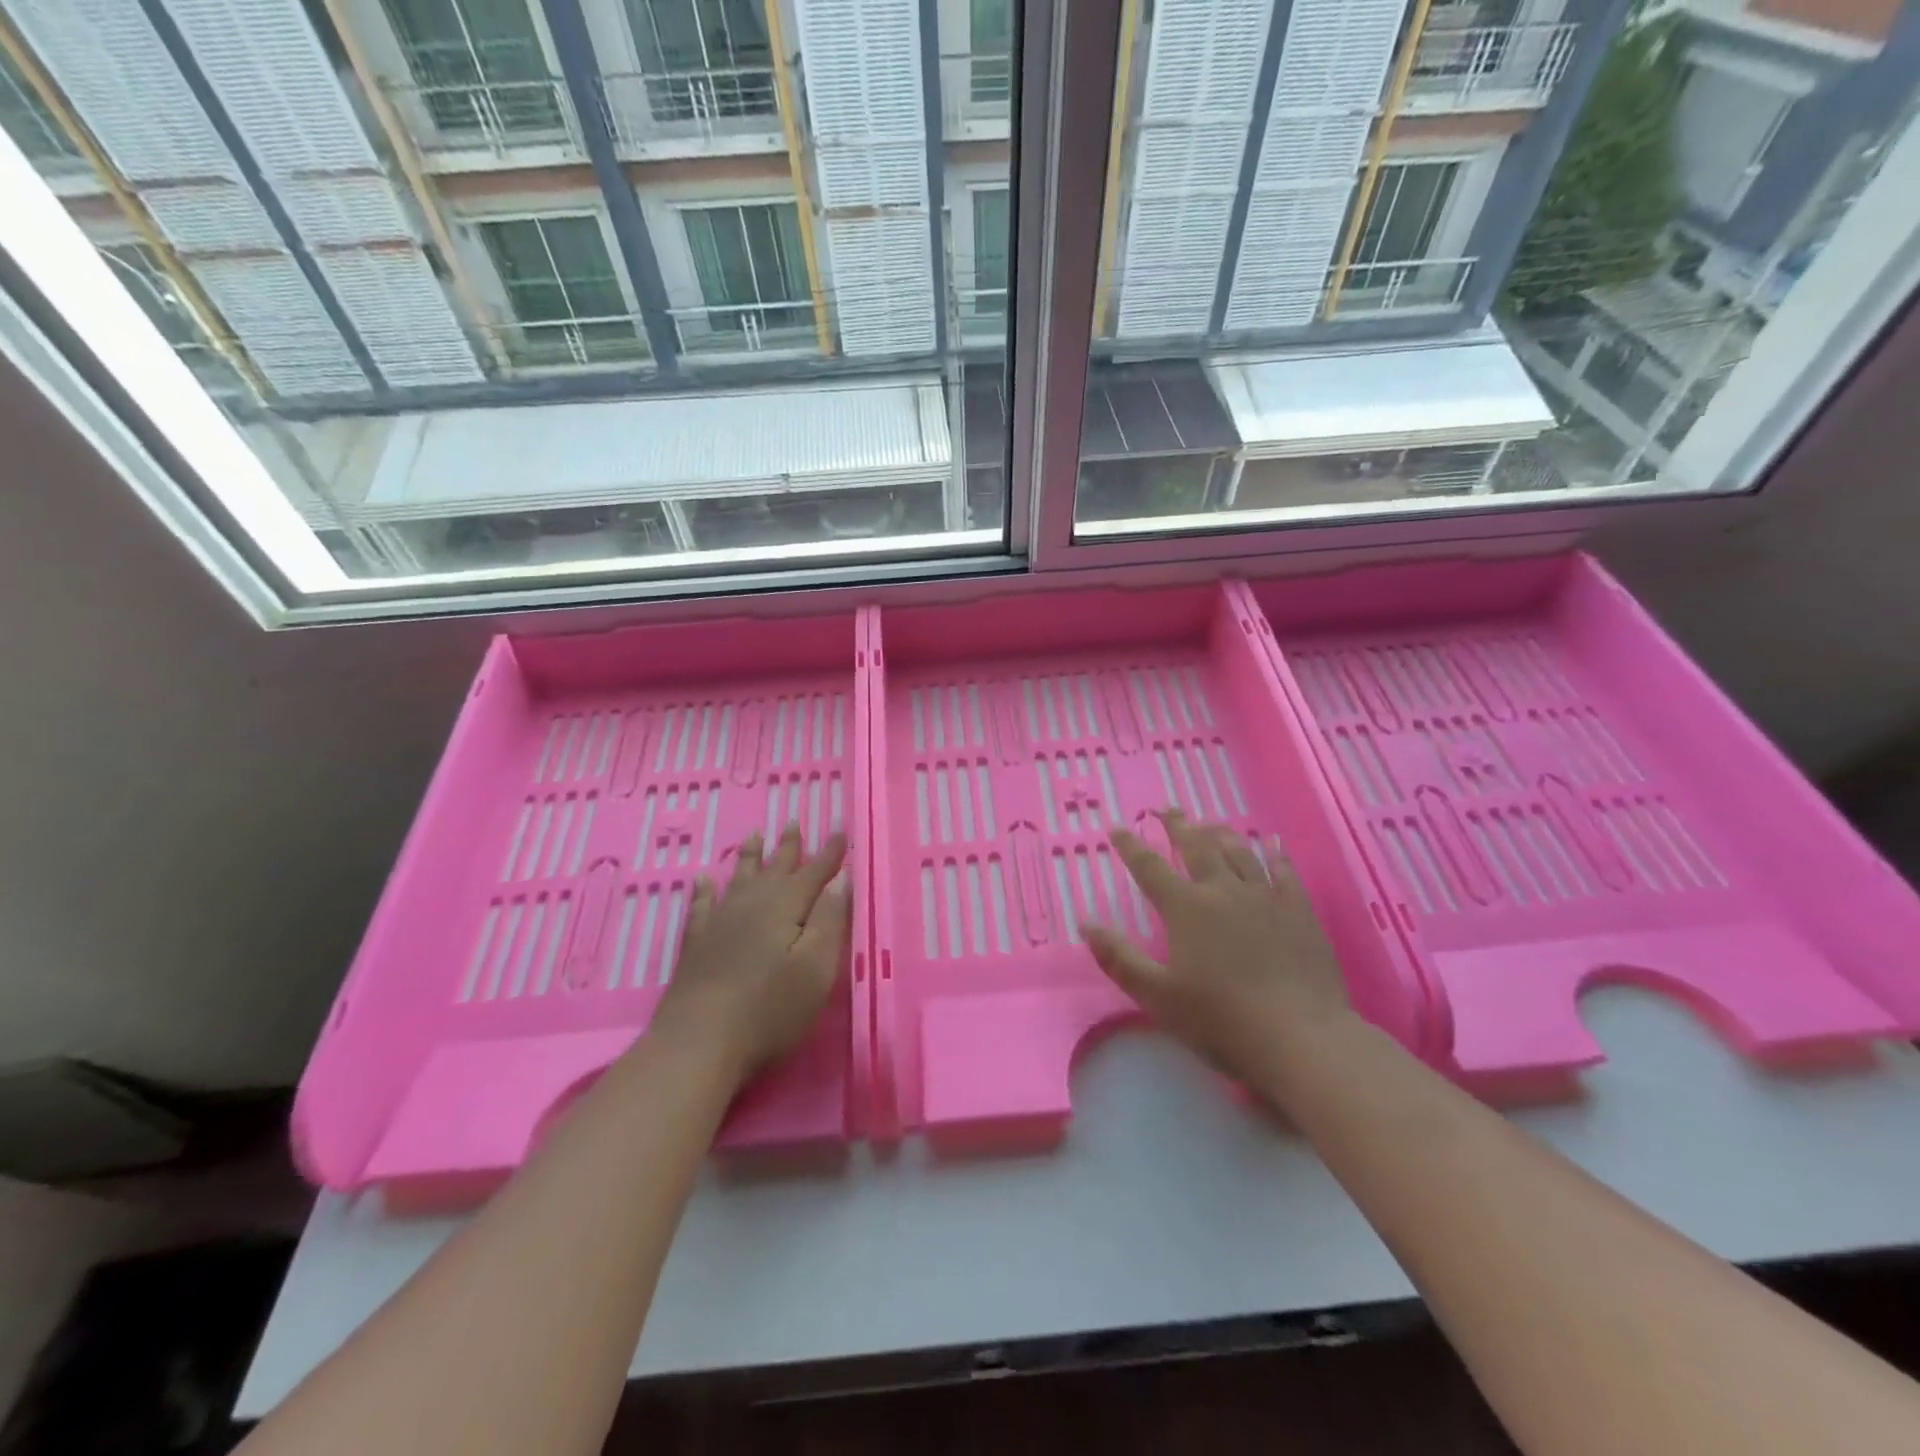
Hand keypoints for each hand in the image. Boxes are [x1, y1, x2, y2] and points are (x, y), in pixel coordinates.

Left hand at [649, 824, 848, 1086]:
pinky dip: (704, 891)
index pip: (814, 872)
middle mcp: (751, 906)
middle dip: (788, 846)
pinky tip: (702, 880)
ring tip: (753, 836)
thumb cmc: (769, 1010)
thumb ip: (829, 919)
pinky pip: (701, 906)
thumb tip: (841, 879)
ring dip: (748, 857)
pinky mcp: (696, 946)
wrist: (697, 1044)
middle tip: (794, 821)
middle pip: (774, 869)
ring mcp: (719, 924)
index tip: (840, 828)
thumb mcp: (815, 968)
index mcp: (785, 908)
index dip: (829, 852)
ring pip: (738, 879)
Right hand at [1083, 810, 1350, 1085]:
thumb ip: (1119, 958)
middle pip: (1197, 847)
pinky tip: (1271, 842)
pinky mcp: (1299, 911)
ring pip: (1238, 852)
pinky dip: (1275, 853)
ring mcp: (1265, 897)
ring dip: (1220, 833)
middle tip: (1167, 810)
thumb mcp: (1157, 996)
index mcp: (1186, 908)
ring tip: (1209, 822)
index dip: (1130, 846)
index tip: (1117, 827)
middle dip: (1178, 826)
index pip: (1150, 867)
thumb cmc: (1221, 1020)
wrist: (1300, 1038)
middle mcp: (1223, 891)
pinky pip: (1284, 871)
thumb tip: (1085, 923)